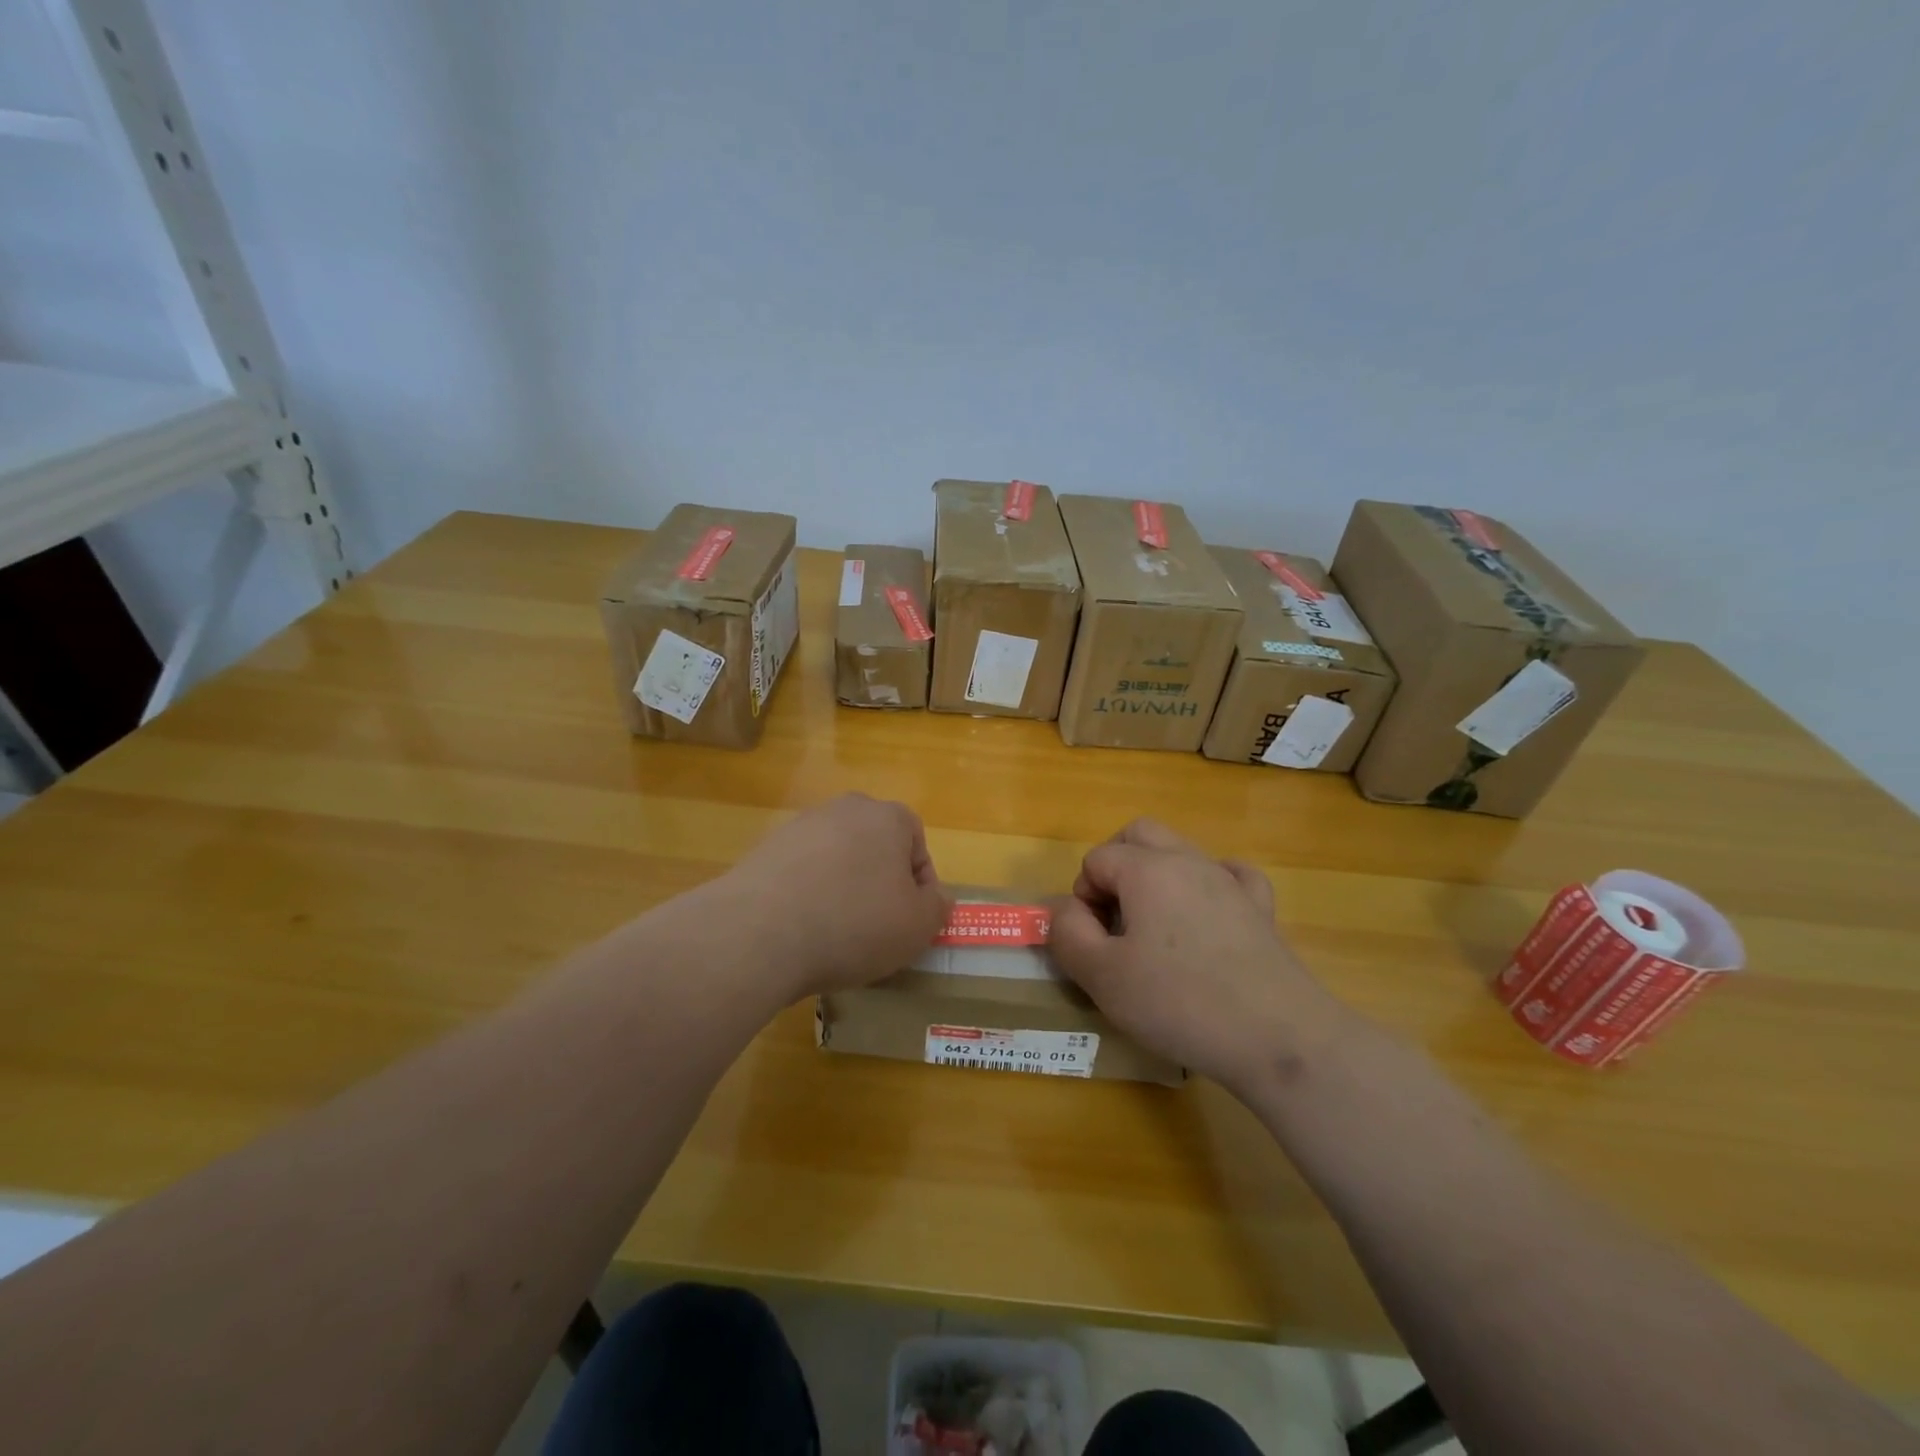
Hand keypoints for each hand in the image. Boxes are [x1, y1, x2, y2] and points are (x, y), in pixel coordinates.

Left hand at [721, 793, 951, 1001]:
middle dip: (880, 883)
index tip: (911, 923)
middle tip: (877, 927)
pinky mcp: (764, 850)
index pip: (918, 846)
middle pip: (875, 847)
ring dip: (842, 889)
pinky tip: (801, 930)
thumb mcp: (917, 926)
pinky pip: (801, 873)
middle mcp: (844, 809)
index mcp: (888, 817)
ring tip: (836, 933)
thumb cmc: (854, 924)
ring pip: (837, 859)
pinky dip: (807, 896)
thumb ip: (937, 907)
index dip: (921, 888)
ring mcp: (800, 826)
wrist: (760, 932)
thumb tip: (935, 897)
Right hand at [1047, 819, 1350, 1092]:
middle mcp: (1188, 861)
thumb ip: (1068, 934)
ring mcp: (1229, 881)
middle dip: (1114, 865)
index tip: (1094, 942)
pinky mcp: (1260, 909)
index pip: (1097, 859)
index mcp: (1147, 869)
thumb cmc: (1179, 1002)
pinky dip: (1209, 884)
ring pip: (1182, 851)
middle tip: (1112, 919)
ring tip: (1153, 927)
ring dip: (1156, 875)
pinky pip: (1230, 875)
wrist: (1277, 1037)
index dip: (1083, 897)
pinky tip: (1206, 914)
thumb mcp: (1102, 976)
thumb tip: (1066, 910)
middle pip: (1139, 834)